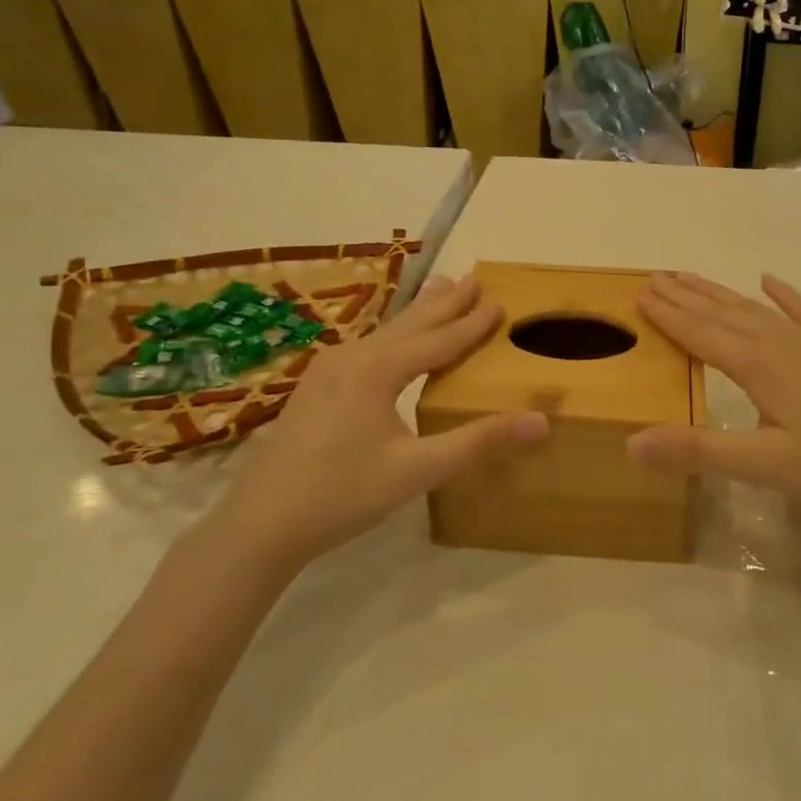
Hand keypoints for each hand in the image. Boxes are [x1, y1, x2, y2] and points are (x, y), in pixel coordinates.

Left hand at [210, 275, 548, 569]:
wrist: (260, 523)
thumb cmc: (342, 494)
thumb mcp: (417, 470)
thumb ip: (478, 443)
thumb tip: (541, 421)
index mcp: (378, 370)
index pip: (438, 340)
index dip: (471, 323)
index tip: (499, 301)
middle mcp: (353, 358)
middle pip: (409, 323)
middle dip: (444, 302)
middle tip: (472, 278)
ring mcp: (328, 370)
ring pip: (385, 332)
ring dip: (417, 314)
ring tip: (438, 289)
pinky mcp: (315, 387)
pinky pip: (366, 346)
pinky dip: (393, 334)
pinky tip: (389, 341)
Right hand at [628, 272, 800, 515]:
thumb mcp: (765, 467)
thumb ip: (698, 451)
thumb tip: (631, 443)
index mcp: (757, 365)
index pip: (699, 333)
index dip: (668, 315)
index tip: (639, 293)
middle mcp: (779, 341)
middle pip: (722, 312)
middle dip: (686, 295)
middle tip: (655, 276)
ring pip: (754, 307)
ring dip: (719, 292)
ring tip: (692, 278)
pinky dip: (783, 295)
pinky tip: (770, 282)